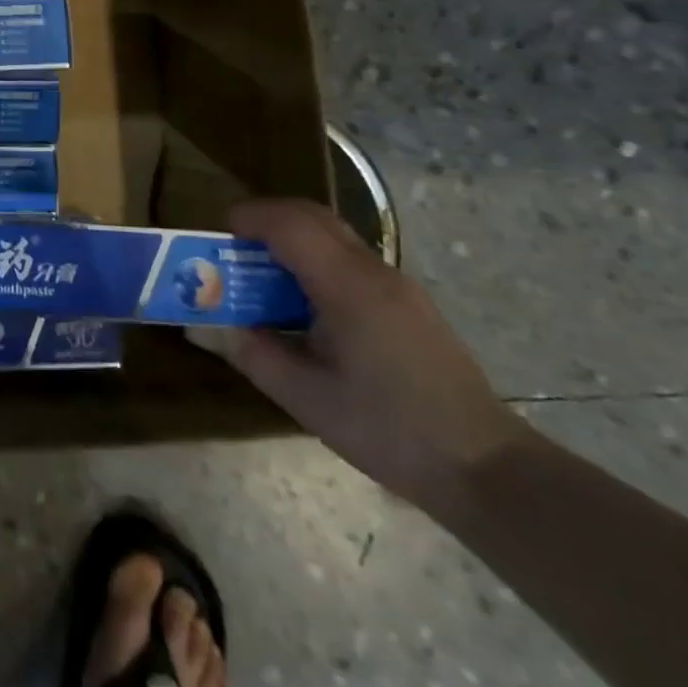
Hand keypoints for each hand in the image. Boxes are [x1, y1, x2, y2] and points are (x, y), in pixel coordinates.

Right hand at [211, 199, 528, 509]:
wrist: (488, 470)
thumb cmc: (390, 431)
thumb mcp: (307, 398)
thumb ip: (250, 353)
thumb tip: (199, 326)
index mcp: (347, 286)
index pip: (288, 223)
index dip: (248, 217)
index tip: (216, 234)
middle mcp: (373, 270)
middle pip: (311, 215)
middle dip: (265, 219)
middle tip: (232, 247)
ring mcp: (396, 284)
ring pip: (333, 234)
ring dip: (291, 238)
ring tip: (261, 275)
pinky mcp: (408, 302)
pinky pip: (350, 258)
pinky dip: (315, 258)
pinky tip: (305, 304)